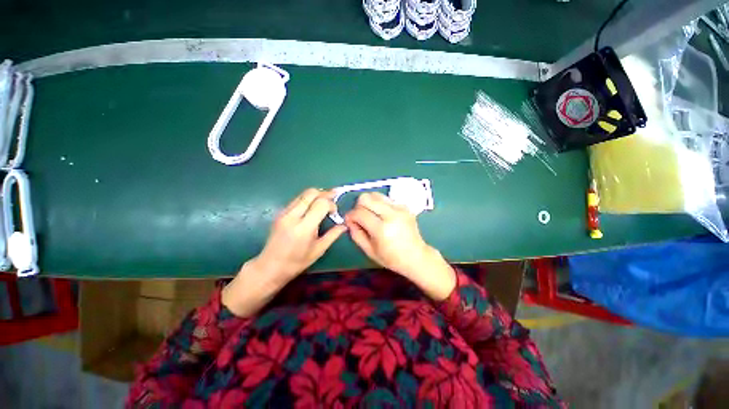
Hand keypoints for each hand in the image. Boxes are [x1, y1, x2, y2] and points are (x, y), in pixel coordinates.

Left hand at [223, 188, 345, 315]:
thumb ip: (333, 235)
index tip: (334, 212)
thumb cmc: (297, 262)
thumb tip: (344, 225)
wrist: (270, 266)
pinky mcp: (280, 213)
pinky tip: (312, 208)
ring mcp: (284, 213)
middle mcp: (292, 216)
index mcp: (304, 228)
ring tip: (324, 203)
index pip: (321, 203)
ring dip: (316, 195)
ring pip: (303, 194)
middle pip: (311, 193)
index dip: (331, 204)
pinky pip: (297, 199)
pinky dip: (308, 199)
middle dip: (325, 193)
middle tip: (333, 199)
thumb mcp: (319, 250)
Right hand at [344, 192, 455, 300]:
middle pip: (366, 198)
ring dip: (369, 203)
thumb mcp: (369, 251)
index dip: (350, 215)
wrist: (416, 256)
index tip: (349, 220)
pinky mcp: (405, 206)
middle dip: (358, 206)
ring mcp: (400, 208)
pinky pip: (386, 199)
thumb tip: (348, 220)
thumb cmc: (391, 258)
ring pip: (376, 195)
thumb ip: (356, 234)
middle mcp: (391, 215)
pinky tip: (383, 216)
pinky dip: (380, 205)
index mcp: (382, 229)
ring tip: (371, 215)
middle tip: (360, 216)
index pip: (359, 213)